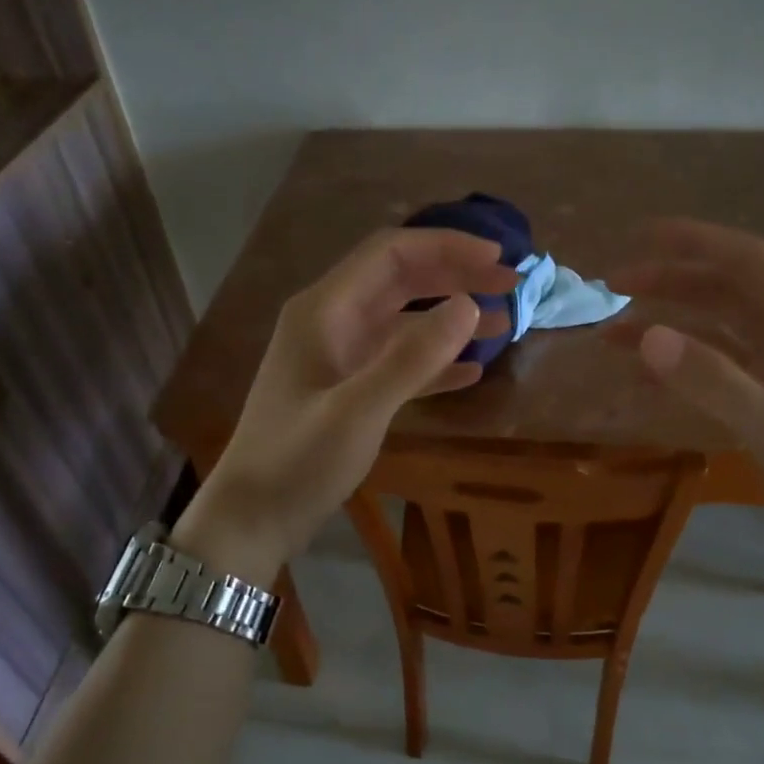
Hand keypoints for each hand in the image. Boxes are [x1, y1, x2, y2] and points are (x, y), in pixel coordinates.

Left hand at [176, 229, 515, 583]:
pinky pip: (397, 361)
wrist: (253, 516)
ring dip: (450, 318)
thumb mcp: (359, 410)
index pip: (391, 254)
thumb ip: (413, 358)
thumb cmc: (298, 462)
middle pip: (400, 280)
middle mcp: (331, 322)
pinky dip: (434, 361)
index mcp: (324, 310)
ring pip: (403, 321)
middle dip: (455, 276)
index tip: (498, 257)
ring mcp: (338, 357)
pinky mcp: (346, 390)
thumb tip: (470, 305)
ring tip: (503, 324)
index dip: (447, 247)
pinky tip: (470, 371)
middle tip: (510, 286)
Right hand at [608, 219, 763, 585]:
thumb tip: (648, 337)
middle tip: (611, 289)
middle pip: (726, 292)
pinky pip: (720, 374)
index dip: (694, 242)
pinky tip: (648, 379)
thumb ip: (717, 382)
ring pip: (718, 333)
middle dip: (670, 283)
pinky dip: (682, 370)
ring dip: (669, 327)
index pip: (747, 262)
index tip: (638, 235)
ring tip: (613, 335)